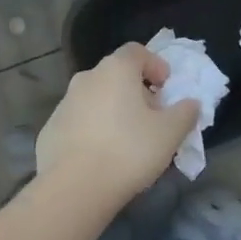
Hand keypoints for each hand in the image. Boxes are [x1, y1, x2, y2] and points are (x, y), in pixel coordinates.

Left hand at [35, 44, 198, 203]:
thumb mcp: (170, 133)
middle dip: (136, 90)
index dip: (155, 65)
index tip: (166, 88)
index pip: (137, 51)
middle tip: (151, 117)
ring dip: (113, 110)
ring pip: (96, 97)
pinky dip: (93, 129)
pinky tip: (101, 156)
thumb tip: (190, 103)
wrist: (73, 189)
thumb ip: (185, 112)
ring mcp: (64, 103)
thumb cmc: (128, 151)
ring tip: (127, 140)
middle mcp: (87, 77)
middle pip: (116, 74)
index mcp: (116, 70)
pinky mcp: (50, 128)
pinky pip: (79, 121)